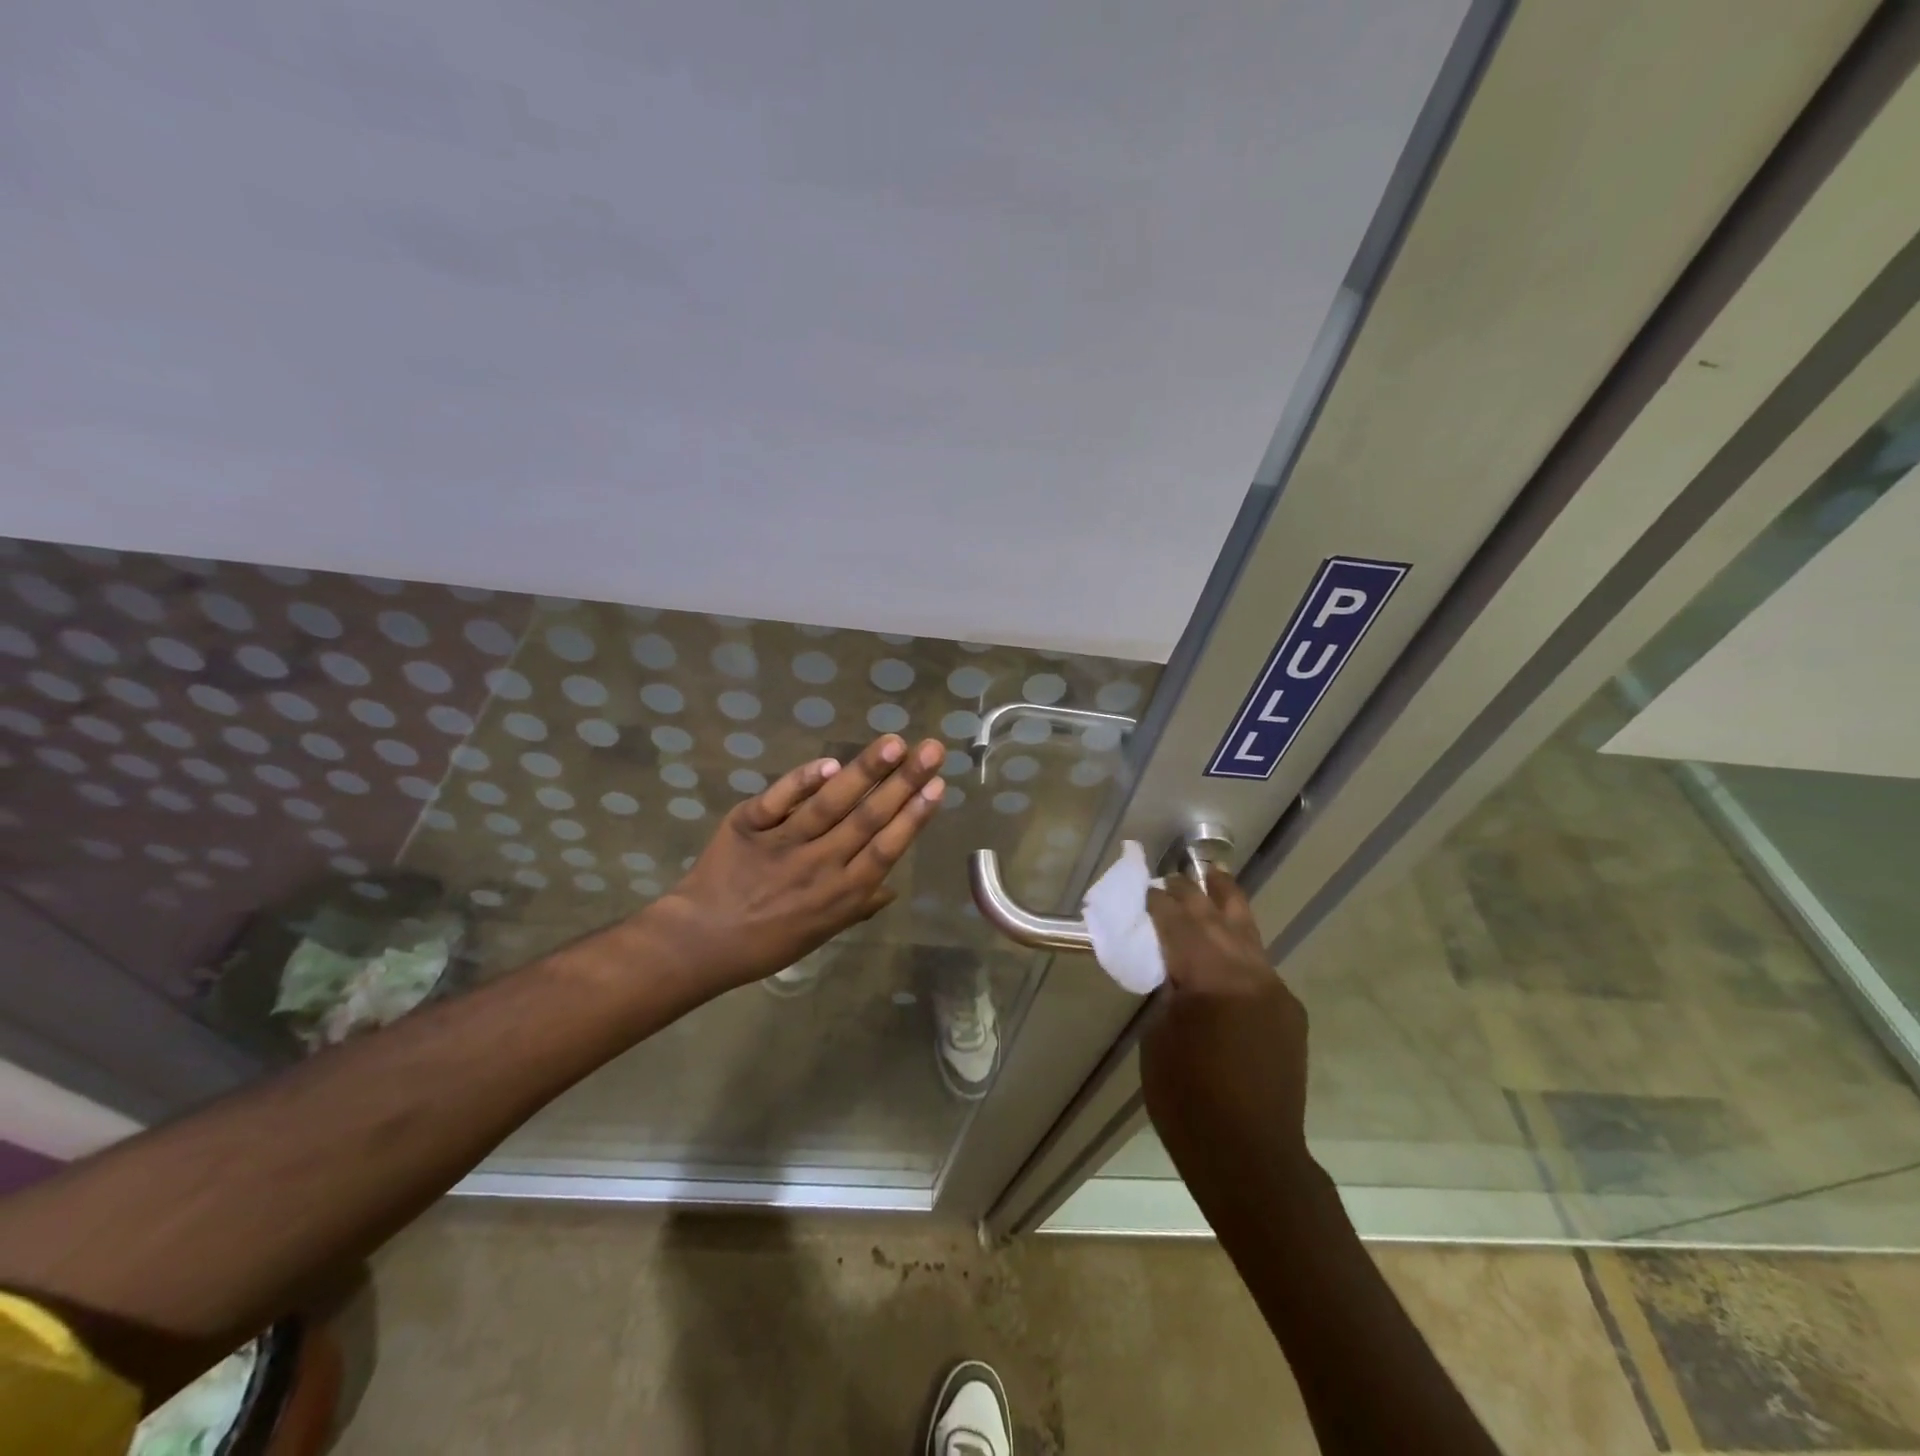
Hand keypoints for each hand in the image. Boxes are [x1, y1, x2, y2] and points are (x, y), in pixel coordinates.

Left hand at [644, 734, 946, 996]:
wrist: (699, 941)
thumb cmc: (767, 942)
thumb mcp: (820, 934)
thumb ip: (857, 906)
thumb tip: (891, 886)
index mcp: (841, 894)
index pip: (886, 848)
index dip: (914, 816)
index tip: (939, 785)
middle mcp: (819, 866)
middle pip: (867, 819)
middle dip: (904, 782)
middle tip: (931, 749)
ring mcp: (782, 844)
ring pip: (830, 804)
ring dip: (864, 771)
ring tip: (893, 743)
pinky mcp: (748, 826)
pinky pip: (778, 800)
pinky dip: (802, 780)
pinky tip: (830, 763)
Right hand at [1140, 872, 1316, 1194]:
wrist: (1253, 1159)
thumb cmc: (1188, 1102)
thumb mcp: (1158, 1039)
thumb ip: (1167, 992)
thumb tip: (1174, 970)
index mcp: (1210, 979)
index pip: (1178, 924)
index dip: (1157, 903)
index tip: (1142, 887)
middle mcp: (1249, 974)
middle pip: (1215, 918)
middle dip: (1191, 894)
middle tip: (1171, 876)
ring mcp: (1275, 991)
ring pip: (1248, 932)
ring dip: (1227, 903)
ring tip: (1216, 874)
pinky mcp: (1288, 1011)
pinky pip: (1259, 964)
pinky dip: (1239, 943)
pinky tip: (1230, 937)